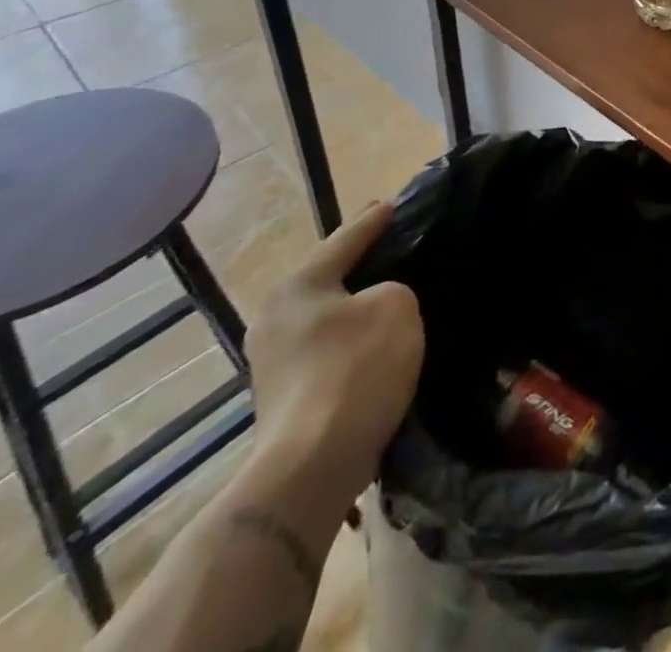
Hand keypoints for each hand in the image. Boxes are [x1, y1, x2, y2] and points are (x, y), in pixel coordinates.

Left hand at [245, 202, 423, 507]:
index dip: (375, 220)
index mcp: (297, 286)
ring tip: (393, 296)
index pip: (345, 238)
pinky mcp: (284, 396)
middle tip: (397, 247)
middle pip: (329, 277)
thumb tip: (378, 305)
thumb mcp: (396, 306)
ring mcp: (273, 361)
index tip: (395, 204)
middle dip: (362, 264)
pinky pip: (328, 349)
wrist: (312, 466)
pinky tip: (377, 343)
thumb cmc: (355, 369)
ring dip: (357, 307)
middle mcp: (274, 317)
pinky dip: (352, 340)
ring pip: (328, 316)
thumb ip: (392, 289)